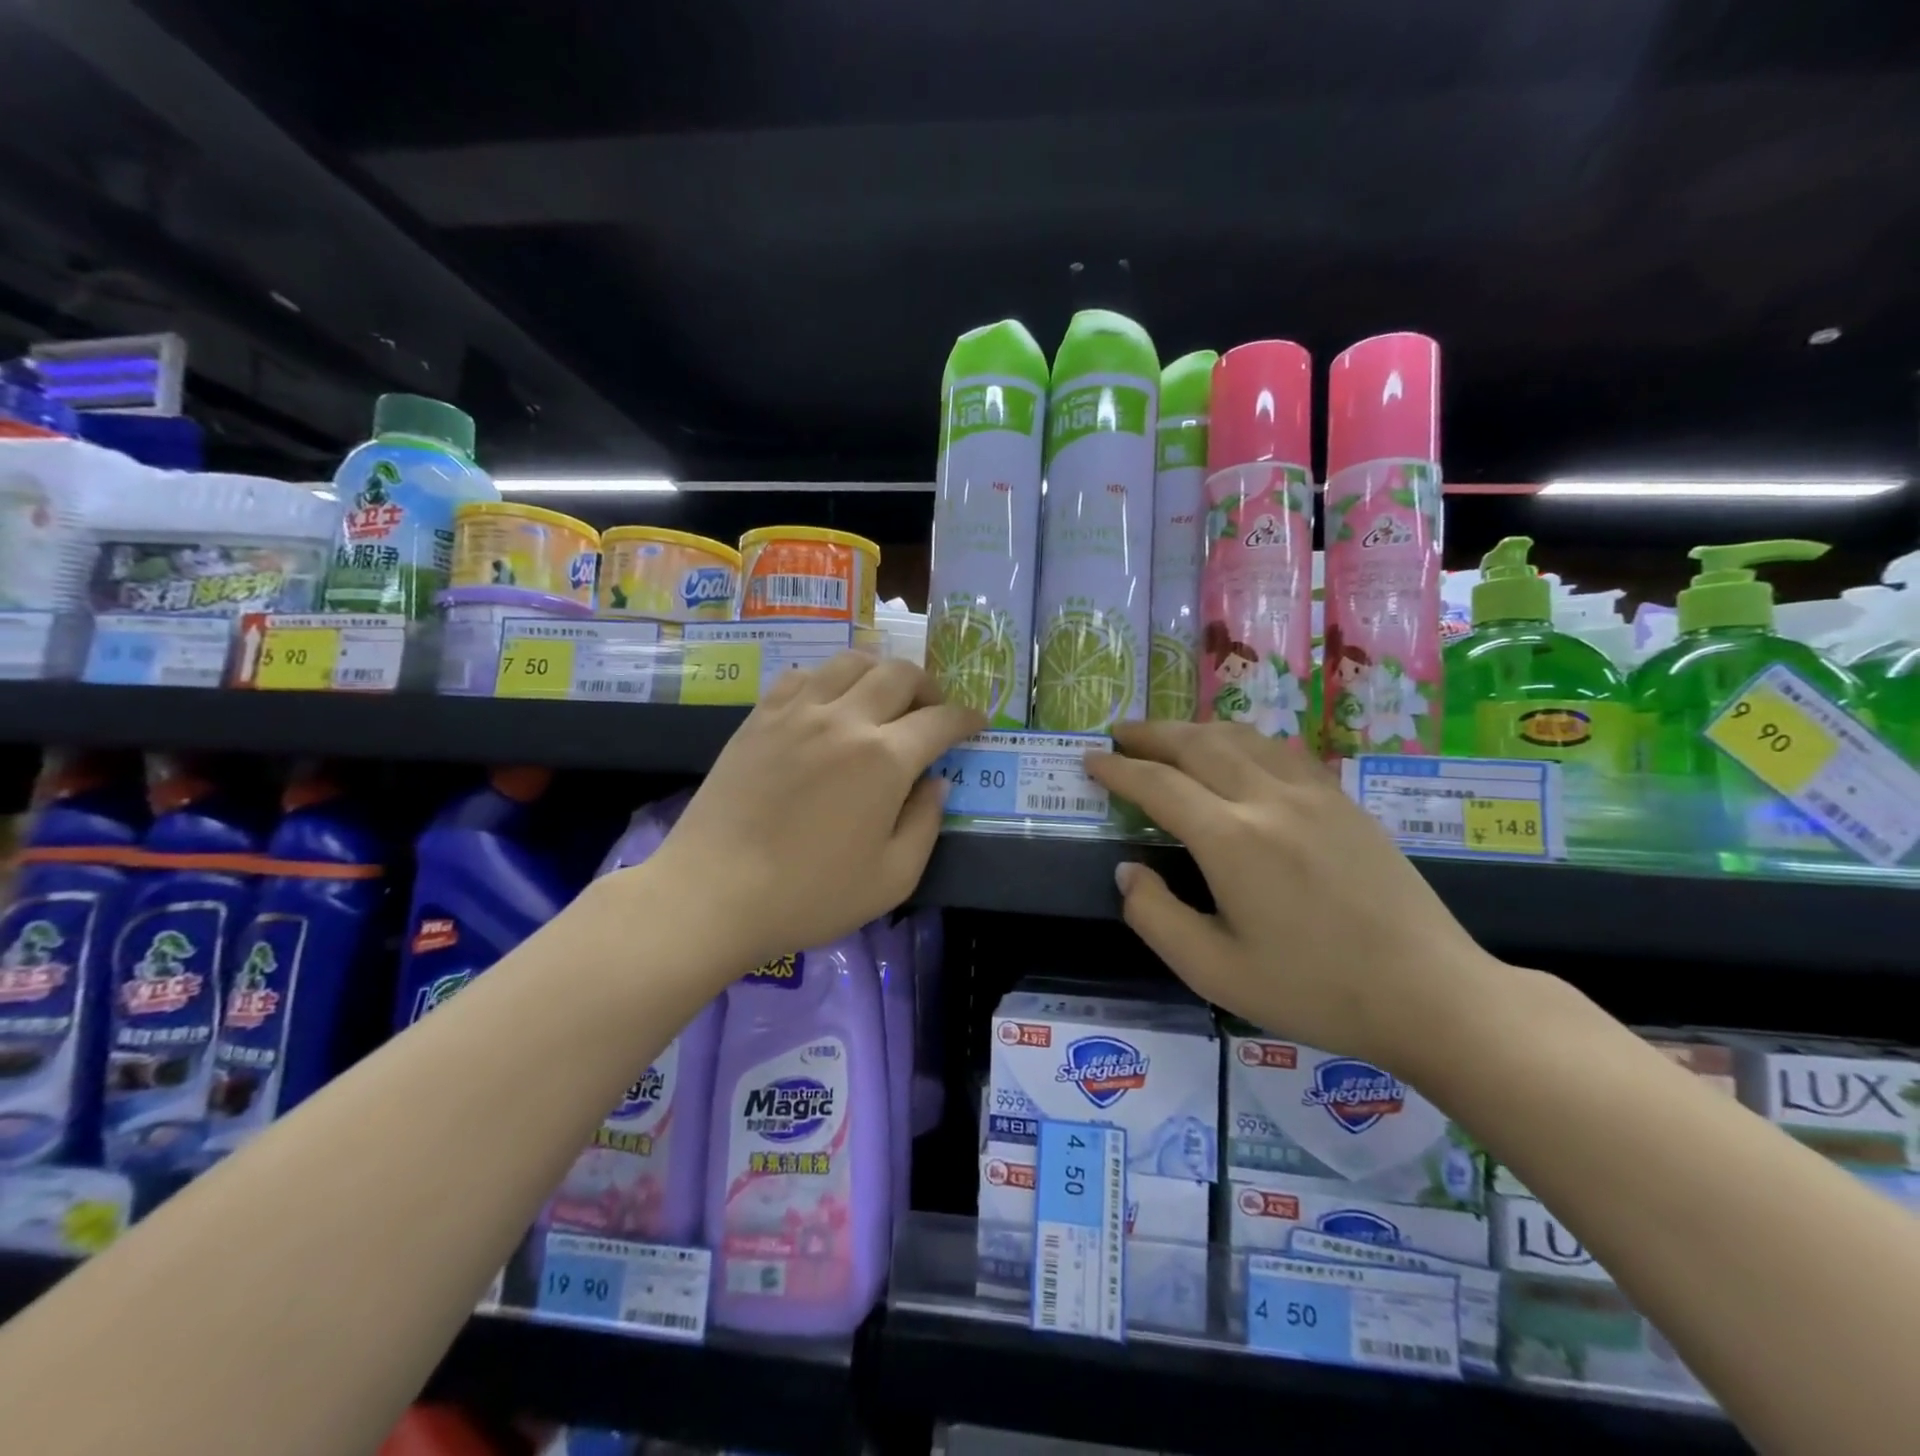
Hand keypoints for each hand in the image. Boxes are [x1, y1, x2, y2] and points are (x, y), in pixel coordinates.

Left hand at [642, 652, 982, 970]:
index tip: (976, 722)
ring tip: (883, 698)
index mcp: (884, 759)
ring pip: (852, 661)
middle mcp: (845, 719)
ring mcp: (798, 711)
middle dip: (929, 687)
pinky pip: (804, 674)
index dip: (967, 718)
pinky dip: (830, 678)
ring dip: (881, 672)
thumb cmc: (809, 895)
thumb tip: (937, 783)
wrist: (714, 893)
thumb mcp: (892, 879)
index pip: (940, 720)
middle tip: (932, 712)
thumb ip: (926, 824)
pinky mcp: (760, 716)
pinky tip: (829, 703)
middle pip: (900, 674)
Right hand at [1085, 721, 1501, 1071]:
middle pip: (1197, 744)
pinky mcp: (1344, 801)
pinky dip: (1243, 739)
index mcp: (1231, 839)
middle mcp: (1268, 799)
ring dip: (1196, 729)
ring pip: (1242, 737)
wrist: (1430, 994)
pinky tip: (1238, 751)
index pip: (1158, 785)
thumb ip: (1155, 916)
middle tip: (1119, 733)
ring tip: (1168, 736)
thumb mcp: (1213, 971)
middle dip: (1151, 733)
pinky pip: (1280, 750)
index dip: (1119, 770)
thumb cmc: (1314, 991)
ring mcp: (1313, 794)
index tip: (1091, 760)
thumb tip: (1127, 870)